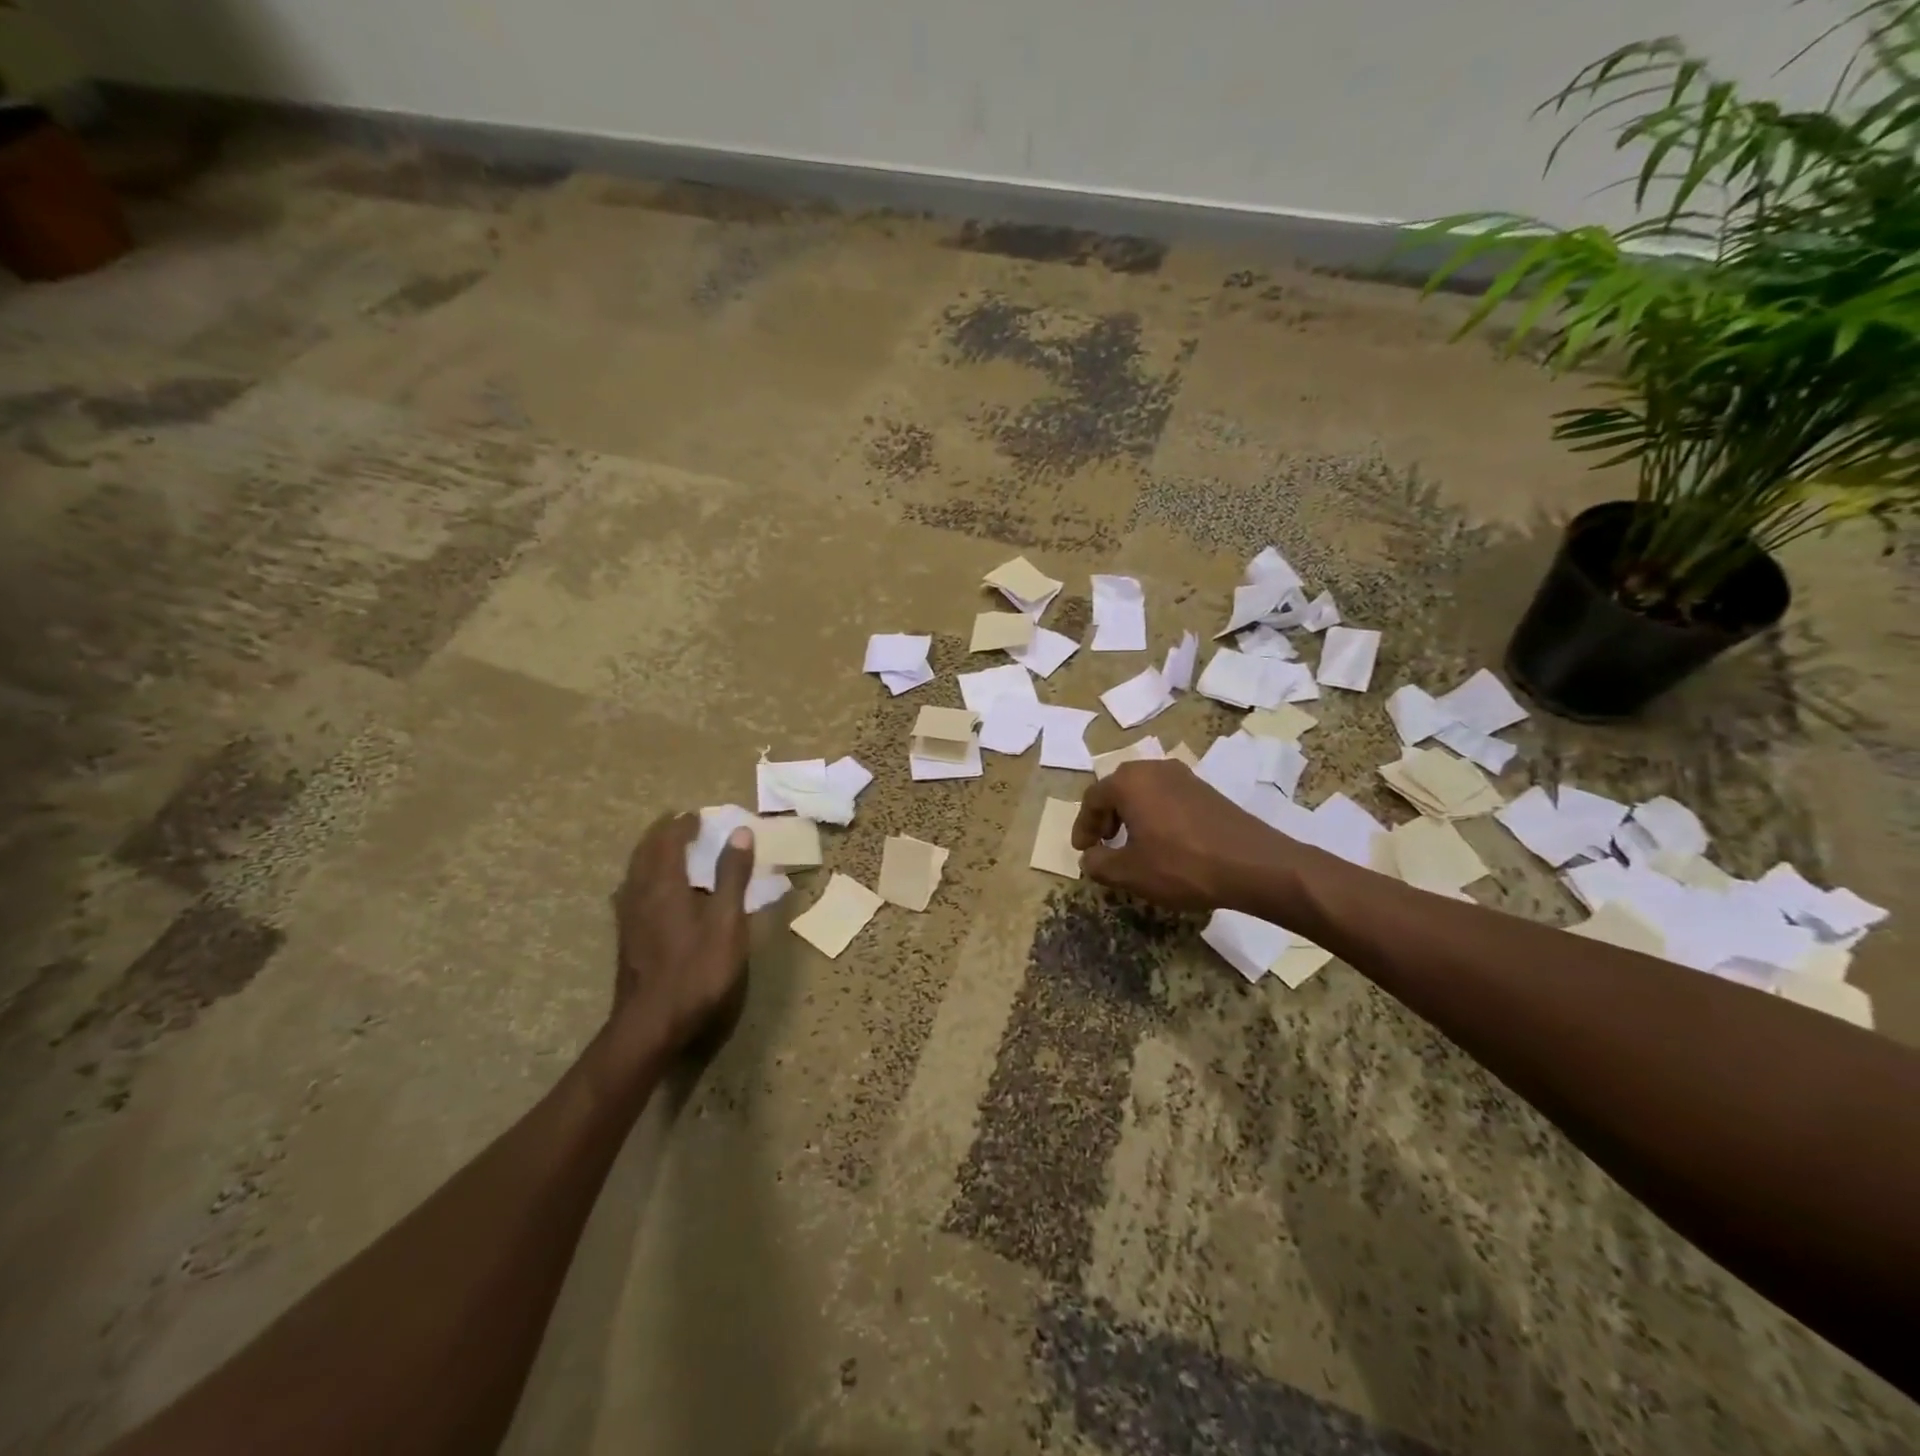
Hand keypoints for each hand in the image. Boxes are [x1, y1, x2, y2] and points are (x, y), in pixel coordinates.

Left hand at [609, 812, 754, 1060]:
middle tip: (680, 823)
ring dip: (650, 853)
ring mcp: (628, 917)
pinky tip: (652, 891)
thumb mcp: (726, 922)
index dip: (684, 824)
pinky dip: (644, 876)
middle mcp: (640, 893)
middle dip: (662, 833)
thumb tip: (739, 833)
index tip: (699, 815)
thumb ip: (732, 876)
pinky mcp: (626, 937)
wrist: (651, 1024)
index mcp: (665, 884)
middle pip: (645, 851)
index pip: (669, 840)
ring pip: (634, 871)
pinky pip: (632, 891)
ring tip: (667, 849)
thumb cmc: (697, 970)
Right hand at [1072, 760, 1280, 910]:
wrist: (1253, 864)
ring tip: (1131, 845)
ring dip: (1131, 815)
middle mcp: (1154, 769)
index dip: (1083, 826)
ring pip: (1144, 792)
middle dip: (1106, 816)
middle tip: (1103, 843)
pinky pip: (1167, 797)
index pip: (1093, 799)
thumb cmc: (1181, 865)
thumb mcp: (1130, 872)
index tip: (1083, 850)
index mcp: (1129, 782)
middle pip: (1118, 789)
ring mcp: (1184, 777)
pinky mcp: (1206, 790)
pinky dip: (1155, 815)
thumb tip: (1089, 858)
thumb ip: (1099, 864)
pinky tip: (1162, 842)